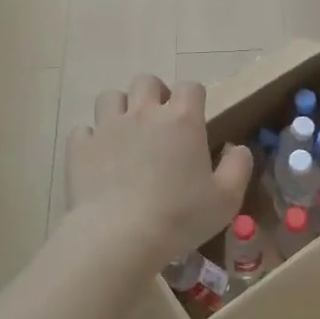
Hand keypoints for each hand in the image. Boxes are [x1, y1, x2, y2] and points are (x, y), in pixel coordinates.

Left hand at [65, 74, 252, 264]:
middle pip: (146, 81)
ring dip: (120, 108)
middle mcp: (144, 113)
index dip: (194, 97)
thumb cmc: (179, 217)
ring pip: (111, 97)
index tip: (195, 117)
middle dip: (154, 94)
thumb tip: (239, 148)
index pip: (191, 87)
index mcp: (182, 120)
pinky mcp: (80, 147)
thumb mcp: (226, 198)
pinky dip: (91, 139)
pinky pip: (83, 130)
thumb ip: (238, 167)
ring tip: (126, 132)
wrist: (119, 237)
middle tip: (159, 121)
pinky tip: (98, 157)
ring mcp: (108, 127)